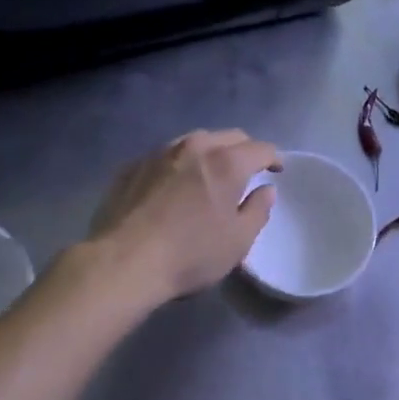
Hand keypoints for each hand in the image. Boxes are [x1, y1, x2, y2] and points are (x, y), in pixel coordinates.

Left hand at [88, 130, 281, 303]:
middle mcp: (194, 147)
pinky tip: (173, 185)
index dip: (273, 158)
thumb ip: (257, 210)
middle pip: (228, 137)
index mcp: (226, 162)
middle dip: (243, 150)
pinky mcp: (132, 165)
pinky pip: (165, 156)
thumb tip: (265, 190)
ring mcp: (159, 153)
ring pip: (194, 141)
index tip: (277, 170)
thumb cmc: (189, 254)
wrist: (122, 262)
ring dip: (209, 152)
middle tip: (247, 171)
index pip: (260, 148)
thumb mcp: (237, 241)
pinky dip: (178, 164)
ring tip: (209, 173)